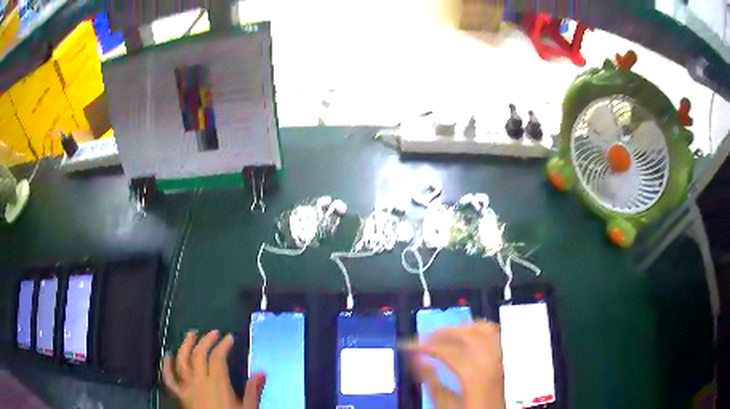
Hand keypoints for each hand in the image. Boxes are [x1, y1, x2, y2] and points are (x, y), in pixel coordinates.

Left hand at [162, 330, 265, 408]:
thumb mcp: (248, 408)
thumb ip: (253, 390)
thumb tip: (261, 372)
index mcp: (217, 383)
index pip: (218, 358)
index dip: (223, 345)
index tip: (229, 338)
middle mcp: (199, 381)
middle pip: (199, 355)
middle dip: (206, 340)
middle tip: (213, 333)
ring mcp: (187, 387)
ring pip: (182, 361)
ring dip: (185, 346)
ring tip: (190, 335)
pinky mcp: (180, 395)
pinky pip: (169, 379)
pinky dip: (167, 366)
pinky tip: (167, 356)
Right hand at [409, 321, 504, 408]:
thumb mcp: (445, 404)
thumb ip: (431, 382)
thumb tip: (417, 360)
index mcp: (474, 374)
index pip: (447, 350)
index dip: (424, 345)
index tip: (409, 345)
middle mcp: (491, 361)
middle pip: (466, 334)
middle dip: (440, 332)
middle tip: (422, 338)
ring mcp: (500, 359)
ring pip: (482, 329)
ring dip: (459, 328)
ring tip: (442, 334)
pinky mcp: (503, 360)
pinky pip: (494, 334)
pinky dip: (477, 329)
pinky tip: (466, 335)